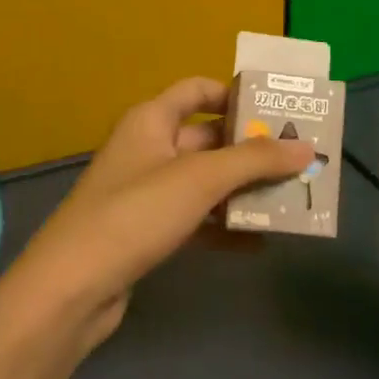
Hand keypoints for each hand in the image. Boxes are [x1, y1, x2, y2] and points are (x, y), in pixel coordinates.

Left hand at [0, 78, 314, 357]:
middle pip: (208, 138)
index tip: (278, 110)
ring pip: (206, 181)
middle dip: (252, 149)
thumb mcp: (199, 179)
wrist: (72, 288)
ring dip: (244, 189)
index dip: (235, 94)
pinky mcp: (148, 231)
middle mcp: (148, 148)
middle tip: (300, 158)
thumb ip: (254, 161)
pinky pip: (197, 219)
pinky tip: (260, 241)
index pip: (197, 90)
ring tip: (292, 197)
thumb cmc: (135, 214)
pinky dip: (225, 227)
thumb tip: (306, 148)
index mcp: (151, 120)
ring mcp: (147, 192)